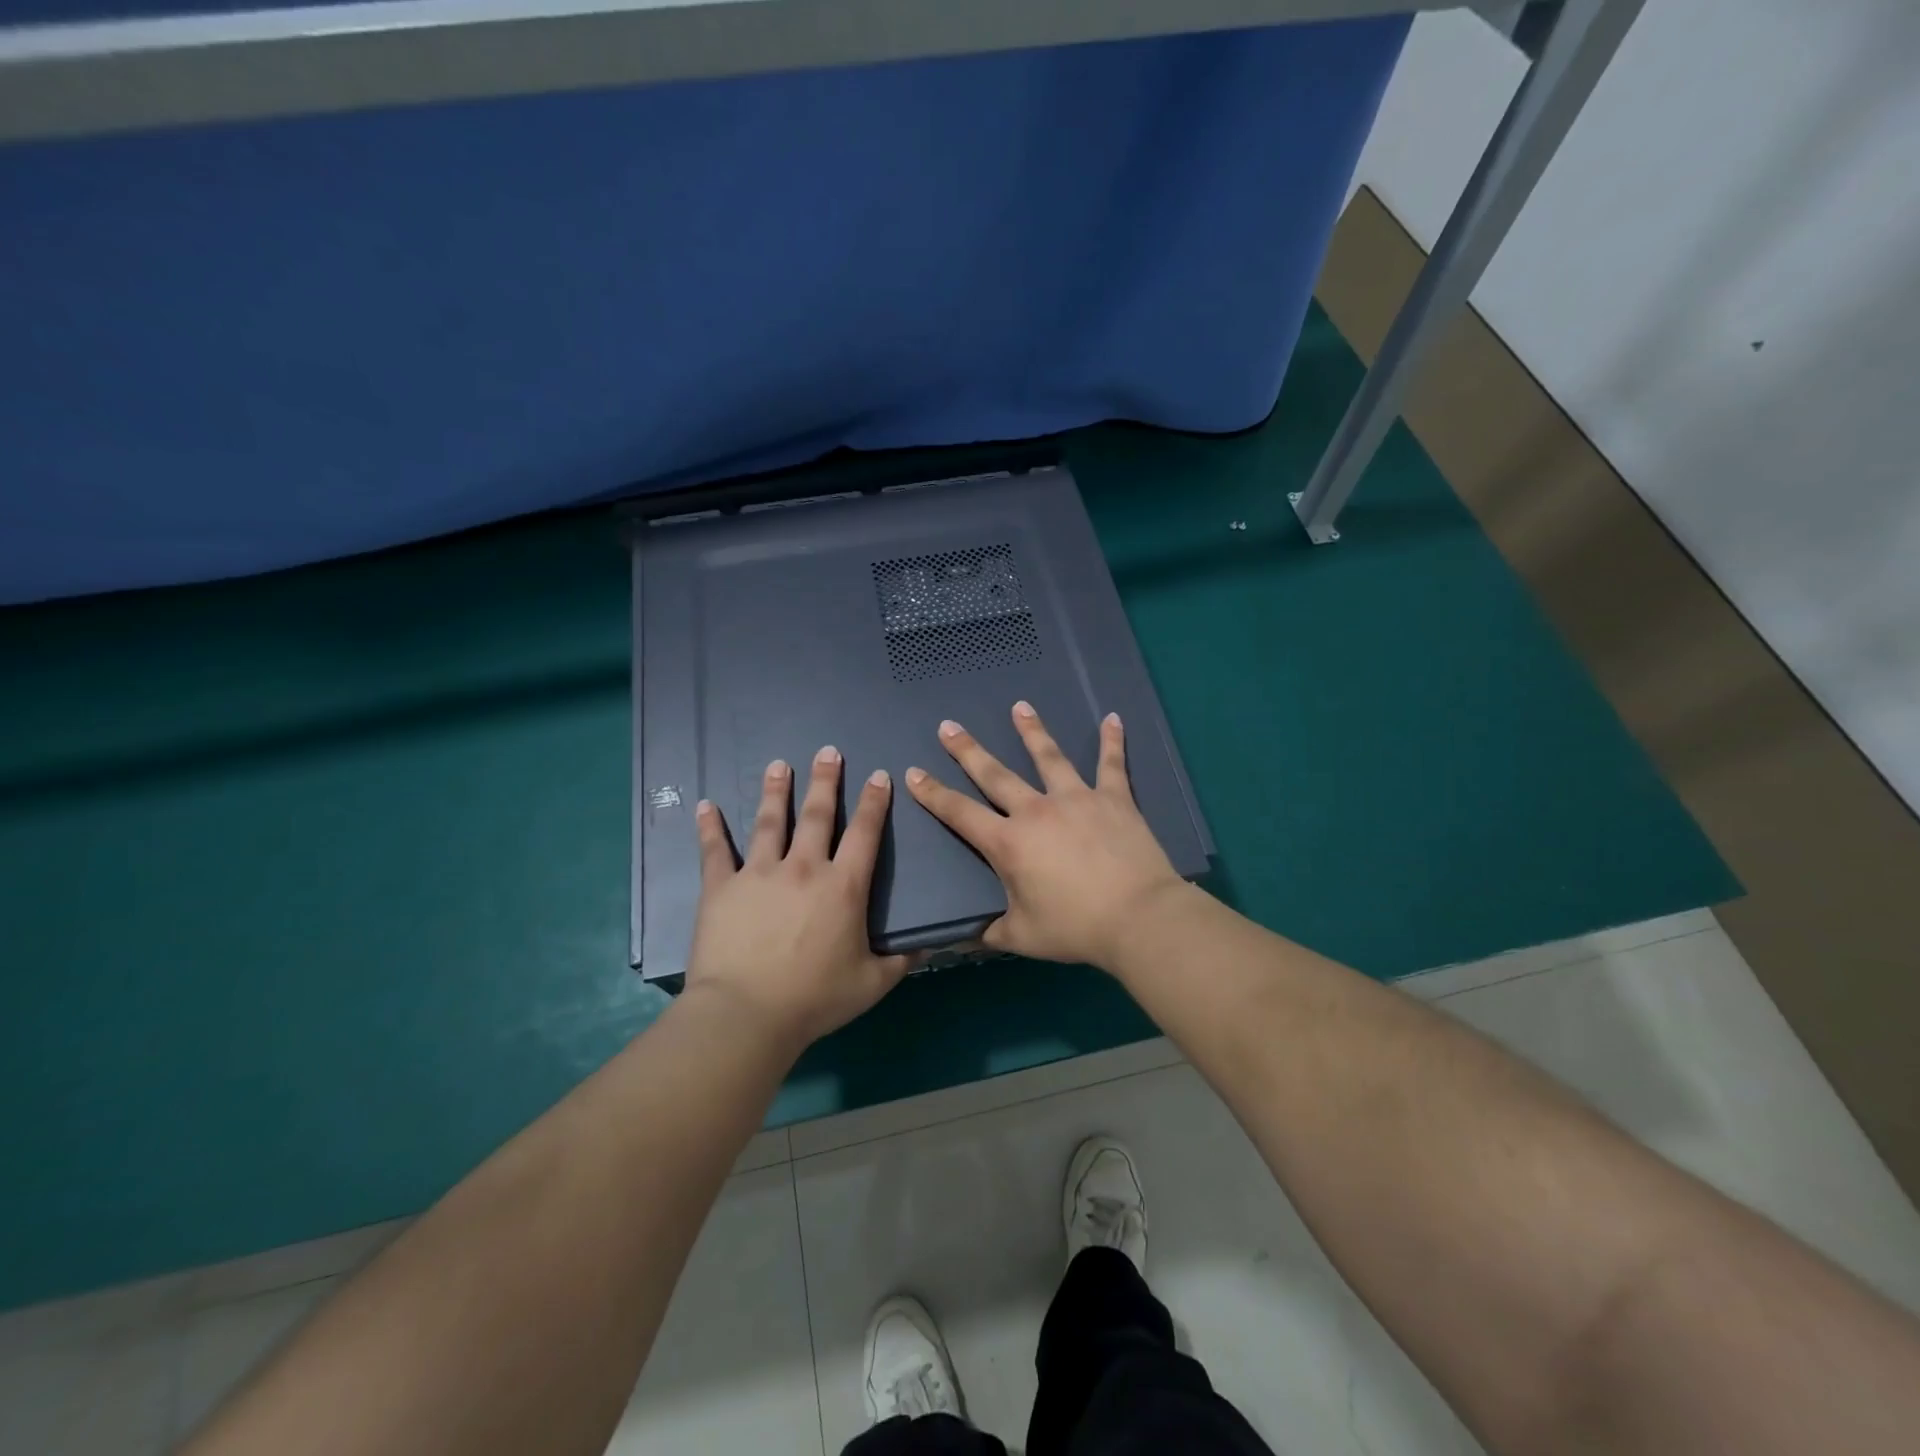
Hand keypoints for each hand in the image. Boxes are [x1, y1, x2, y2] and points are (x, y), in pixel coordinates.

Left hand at [684, 747, 913, 1049]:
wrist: (747, 1014)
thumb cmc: (815, 999)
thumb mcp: (872, 983)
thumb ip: (903, 959)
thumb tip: (933, 943)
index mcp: (843, 886)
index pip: (864, 833)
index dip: (874, 802)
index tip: (878, 775)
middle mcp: (803, 868)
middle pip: (816, 814)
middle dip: (825, 780)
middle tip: (827, 751)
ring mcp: (759, 873)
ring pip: (769, 821)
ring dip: (775, 791)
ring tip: (778, 765)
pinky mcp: (722, 887)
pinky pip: (715, 850)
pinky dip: (710, 827)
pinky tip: (705, 805)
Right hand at [904, 702, 1188, 968]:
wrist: (1138, 918)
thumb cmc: (1076, 928)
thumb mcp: (1023, 937)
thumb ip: (990, 932)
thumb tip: (962, 938)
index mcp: (1009, 843)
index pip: (960, 813)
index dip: (933, 794)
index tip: (914, 773)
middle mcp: (1036, 811)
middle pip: (995, 774)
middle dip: (968, 751)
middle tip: (949, 727)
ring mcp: (1076, 799)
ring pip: (1048, 757)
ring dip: (1032, 730)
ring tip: (1020, 707)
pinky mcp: (1114, 799)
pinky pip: (1111, 765)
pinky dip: (1112, 741)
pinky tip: (1112, 718)